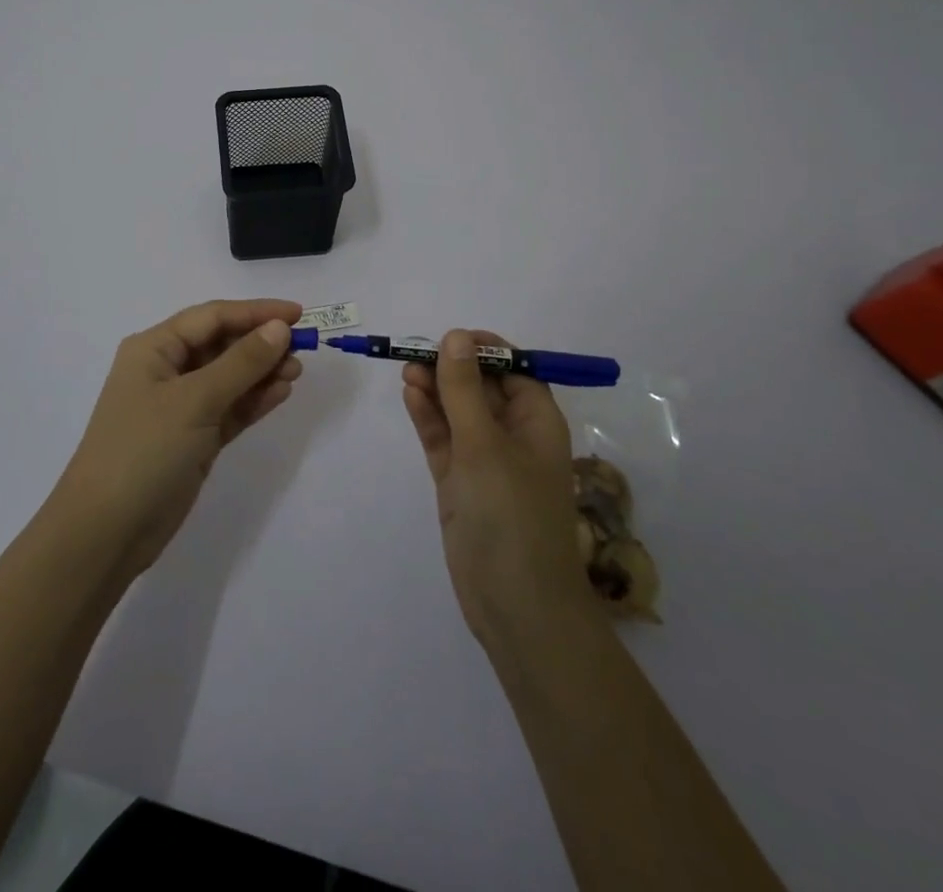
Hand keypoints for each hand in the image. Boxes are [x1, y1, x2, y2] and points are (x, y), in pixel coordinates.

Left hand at [54, 299, 303, 579]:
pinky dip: (253, 400)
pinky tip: (281, 393)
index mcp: (154, 349)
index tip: (297, 315)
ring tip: (297, 372)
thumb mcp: (195, 400)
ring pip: (229, 378)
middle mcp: (166, 371)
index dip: (255, 312)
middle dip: (260, 343)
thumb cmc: (144, 450)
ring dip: (262, 372)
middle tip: (304, 349)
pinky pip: (230, 409)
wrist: (106, 532)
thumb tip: (278, 329)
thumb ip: (241, 363)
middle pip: (221, 344)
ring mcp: (180, 407)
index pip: (211, 317)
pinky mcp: (193, 439)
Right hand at [402, 330, 594, 648]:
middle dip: (451, 368)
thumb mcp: (484, 443)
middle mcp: (513, 435)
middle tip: (415, 354)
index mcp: (537, 421)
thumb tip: (455, 336)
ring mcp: (484, 460)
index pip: (514, 369)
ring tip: (406, 370)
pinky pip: (443, 439)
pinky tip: (410, 395)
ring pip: (458, 411)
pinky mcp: (461, 483)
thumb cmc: (511, 513)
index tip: (449, 339)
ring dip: (435, 389)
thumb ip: (464, 389)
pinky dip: (428, 417)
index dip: (483, 350)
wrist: (516, 605)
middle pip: (481, 387)